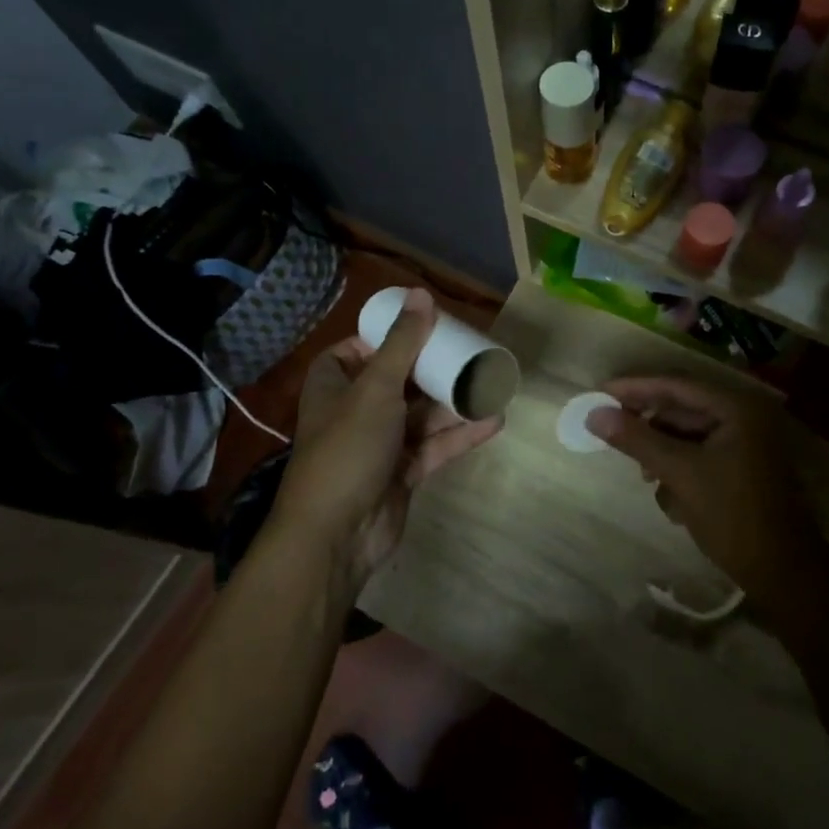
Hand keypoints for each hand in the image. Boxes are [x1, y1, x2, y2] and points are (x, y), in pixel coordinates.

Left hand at [272, 288, 503, 589]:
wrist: (336, 535)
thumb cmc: (348, 448)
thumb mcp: (376, 387)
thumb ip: (403, 342)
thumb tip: (421, 294)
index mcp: (335, 382)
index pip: (360, 348)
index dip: (392, 336)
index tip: (429, 326)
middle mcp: (355, 409)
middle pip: (399, 379)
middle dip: (434, 368)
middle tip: (472, 351)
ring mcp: (379, 443)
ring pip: (421, 414)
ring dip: (453, 402)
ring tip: (492, 385)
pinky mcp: (401, 471)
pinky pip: (434, 445)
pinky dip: (459, 435)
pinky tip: (493, 421)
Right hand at [585, 376, 828, 601]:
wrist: (784, 575)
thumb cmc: (733, 516)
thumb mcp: (680, 474)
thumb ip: (637, 440)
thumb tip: (594, 414)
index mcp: (737, 407)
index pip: (676, 385)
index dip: (635, 387)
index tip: (599, 391)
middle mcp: (744, 416)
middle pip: (682, 408)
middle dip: (648, 426)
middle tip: (610, 433)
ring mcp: (747, 443)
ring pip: (688, 435)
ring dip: (663, 454)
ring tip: (645, 478)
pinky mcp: (743, 467)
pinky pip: (700, 455)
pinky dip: (681, 471)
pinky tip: (671, 499)